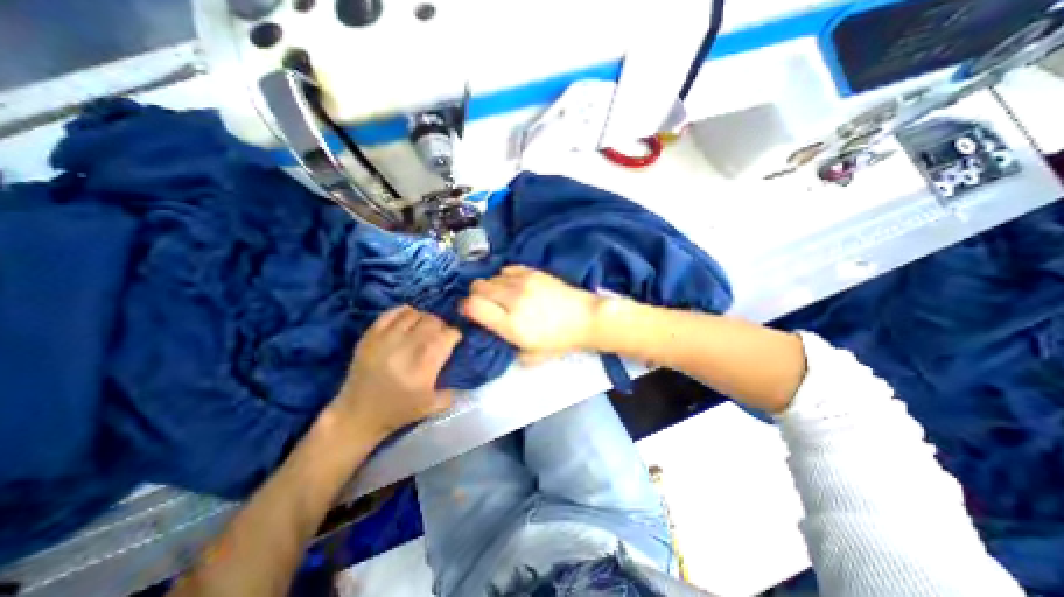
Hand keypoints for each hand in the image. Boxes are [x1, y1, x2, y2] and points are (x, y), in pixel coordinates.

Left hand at [337, 309, 460, 436]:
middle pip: (433, 322)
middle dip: (441, 326)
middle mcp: (406, 348)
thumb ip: (453, 391)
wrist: (357, 415)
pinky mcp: (370, 336)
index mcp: (424, 366)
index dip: (455, 335)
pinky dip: (404, 313)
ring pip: (414, 315)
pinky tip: (407, 322)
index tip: (454, 341)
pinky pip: (391, 313)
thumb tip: (466, 377)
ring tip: (423, 329)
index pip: (448, 336)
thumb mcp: (431, 407)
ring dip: (424, 319)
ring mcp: (385, 340)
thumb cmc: (398, 412)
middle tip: (439, 335)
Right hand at [461, 263, 602, 359]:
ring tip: (502, 294)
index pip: (472, 306)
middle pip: (478, 286)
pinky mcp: (534, 271)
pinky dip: (505, 276)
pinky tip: (514, 285)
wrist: (585, 318)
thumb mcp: (530, 355)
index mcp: (511, 324)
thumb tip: (491, 330)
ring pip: (492, 276)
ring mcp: (524, 282)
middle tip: (486, 303)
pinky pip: (507, 268)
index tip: (470, 311)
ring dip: (491, 286)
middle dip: (476, 295)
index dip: (466, 308)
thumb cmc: (558, 341)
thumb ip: (505, 345)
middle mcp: (513, 299)